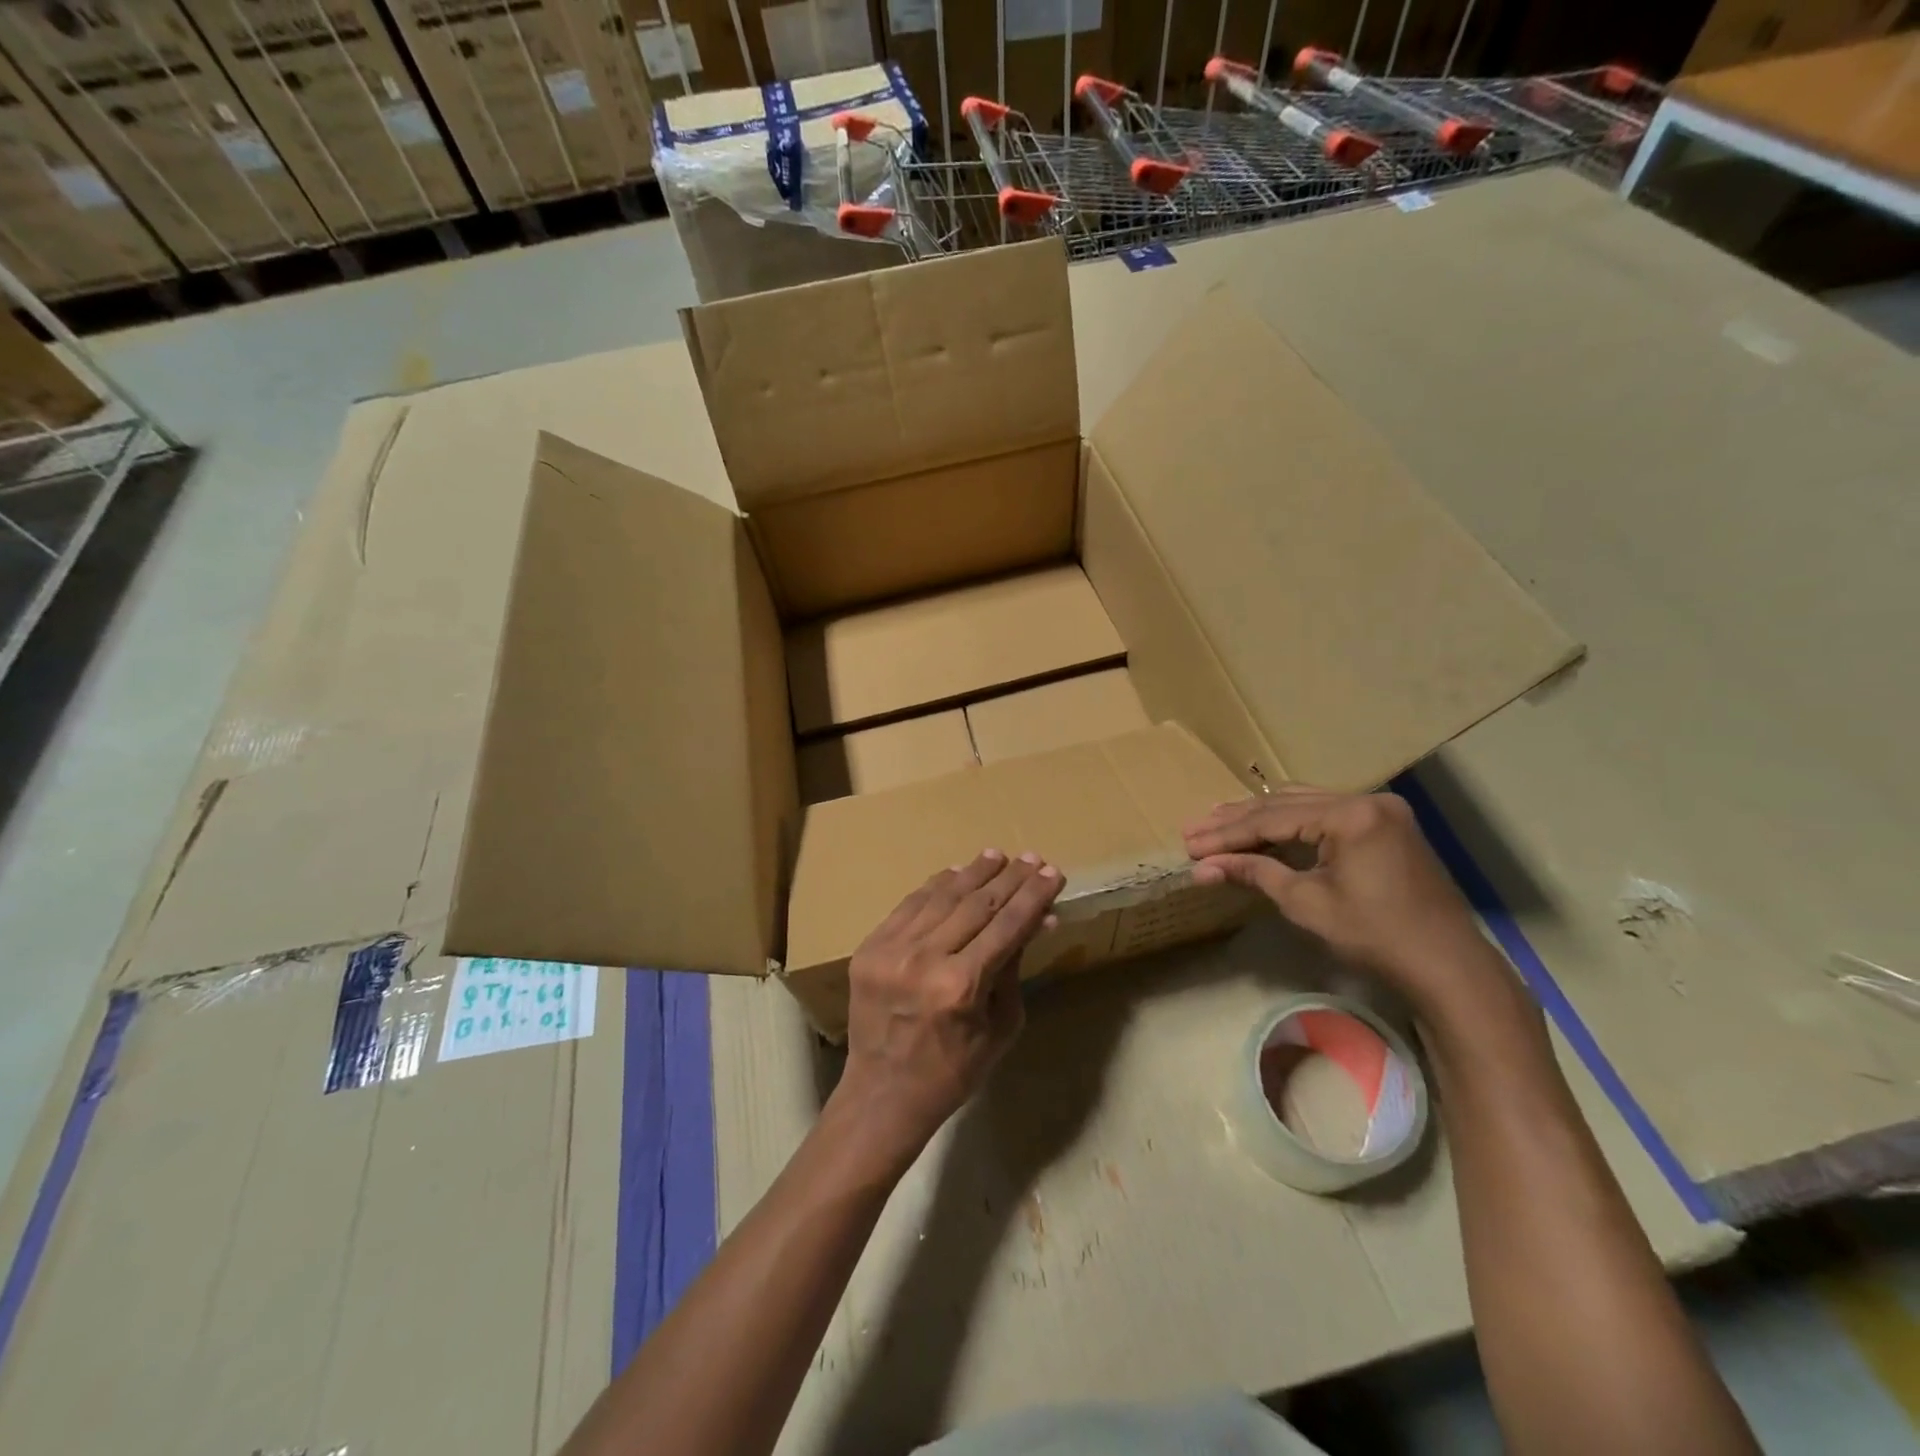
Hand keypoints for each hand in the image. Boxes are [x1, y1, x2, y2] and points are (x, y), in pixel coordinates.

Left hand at [831, 849, 1063, 1162]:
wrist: (883, 1093)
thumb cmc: (954, 1071)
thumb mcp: (1000, 1027)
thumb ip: (1015, 969)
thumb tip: (1038, 920)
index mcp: (961, 986)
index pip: (1007, 926)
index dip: (1033, 897)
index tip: (1053, 873)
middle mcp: (924, 959)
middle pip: (976, 904)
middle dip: (1009, 879)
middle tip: (1032, 859)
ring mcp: (890, 950)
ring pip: (941, 897)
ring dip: (973, 873)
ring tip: (997, 857)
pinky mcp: (869, 948)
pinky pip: (909, 905)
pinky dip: (935, 887)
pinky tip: (955, 874)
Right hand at [1184, 787, 1498, 1010]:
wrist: (1446, 965)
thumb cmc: (1375, 936)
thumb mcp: (1307, 903)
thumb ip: (1255, 873)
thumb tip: (1203, 867)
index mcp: (1351, 815)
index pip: (1272, 818)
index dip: (1227, 834)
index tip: (1190, 843)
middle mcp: (1367, 800)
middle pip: (1286, 804)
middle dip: (1237, 821)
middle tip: (1194, 830)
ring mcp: (1380, 810)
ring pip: (1305, 804)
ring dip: (1261, 816)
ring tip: (1217, 822)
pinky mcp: (1385, 825)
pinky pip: (1327, 813)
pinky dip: (1292, 821)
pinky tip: (1264, 825)